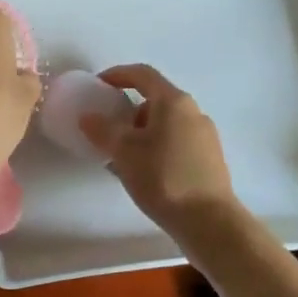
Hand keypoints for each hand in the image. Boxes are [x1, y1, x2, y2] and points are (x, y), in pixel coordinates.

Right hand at [80, 64, 236, 230]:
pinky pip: (175, 142)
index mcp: (173, 101)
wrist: (209, 222)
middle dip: (128, 110)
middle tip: (107, 128)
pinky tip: (143, 172)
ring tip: (121, 156)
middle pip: (155, 100)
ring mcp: (204, 136)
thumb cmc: (163, 178)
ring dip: (141, 132)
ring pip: (165, 124)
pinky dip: (155, 147)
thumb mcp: (124, 152)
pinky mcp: (209, 159)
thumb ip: (102, 129)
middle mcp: (193, 112)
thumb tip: (88, 117)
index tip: (97, 85)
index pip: (142, 74)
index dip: (117, 75)